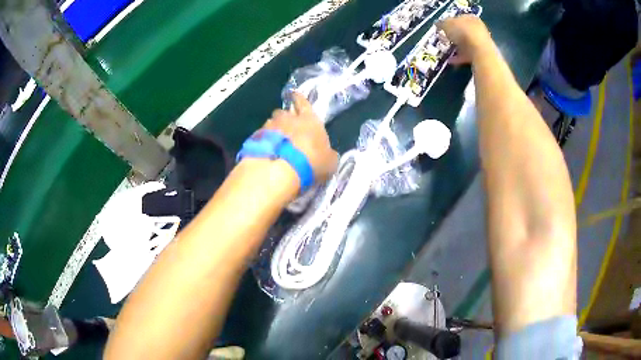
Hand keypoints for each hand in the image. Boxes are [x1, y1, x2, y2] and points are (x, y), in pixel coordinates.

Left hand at [263, 92, 338, 182]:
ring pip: (270, 123)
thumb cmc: (311, 161)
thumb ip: (328, 154)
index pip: (303, 102)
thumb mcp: (330, 161)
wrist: (280, 170)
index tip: (294, 94)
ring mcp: (268, 127)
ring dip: (273, 130)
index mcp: (308, 119)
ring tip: (275, 142)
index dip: (299, 98)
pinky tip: (265, 153)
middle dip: (284, 117)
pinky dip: (263, 143)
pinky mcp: (255, 140)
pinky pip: (260, 137)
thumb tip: (328, 154)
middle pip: (283, 112)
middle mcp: (287, 118)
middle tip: (286, 126)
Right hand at [437, 16, 493, 64]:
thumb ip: (441, 23)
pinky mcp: (481, 55)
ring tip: (447, 50)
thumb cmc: (462, 32)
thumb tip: (438, 23)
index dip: (450, 22)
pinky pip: (467, 54)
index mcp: (470, 17)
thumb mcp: (446, 24)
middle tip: (445, 39)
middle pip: (464, 31)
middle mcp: (478, 28)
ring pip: (466, 43)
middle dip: (455, 35)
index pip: (459, 18)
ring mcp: (481, 42)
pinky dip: (459, 57)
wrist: (479, 50)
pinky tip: (451, 60)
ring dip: (457, 47)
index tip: (443, 28)